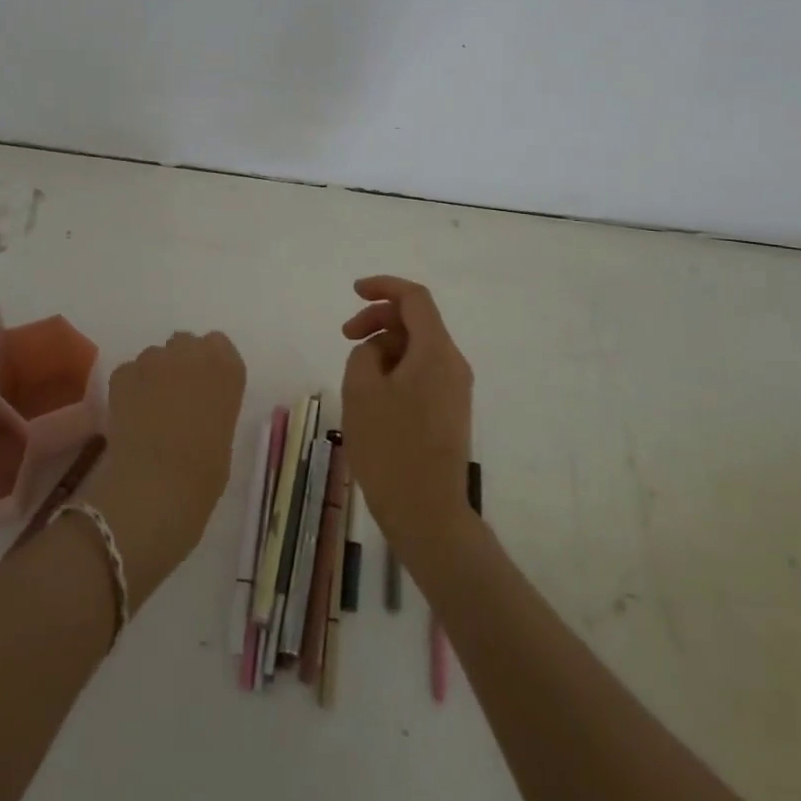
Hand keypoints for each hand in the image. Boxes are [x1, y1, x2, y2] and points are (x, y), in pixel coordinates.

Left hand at [83, 332, 245, 608]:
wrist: (157, 487)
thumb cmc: (204, 474)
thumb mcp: (223, 435)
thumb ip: (212, 408)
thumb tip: (196, 408)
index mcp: (227, 368)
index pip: (218, 344)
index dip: (208, 364)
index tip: (205, 387)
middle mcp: (192, 353)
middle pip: (184, 343)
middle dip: (179, 363)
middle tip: (175, 397)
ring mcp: (154, 360)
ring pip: (153, 356)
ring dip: (152, 375)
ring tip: (148, 410)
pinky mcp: (122, 375)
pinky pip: (128, 373)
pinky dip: (128, 389)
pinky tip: (128, 416)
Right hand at [340, 276, 473, 565]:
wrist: (428, 514)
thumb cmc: (390, 448)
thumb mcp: (361, 391)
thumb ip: (364, 353)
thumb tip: (376, 351)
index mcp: (436, 352)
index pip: (415, 298)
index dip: (384, 286)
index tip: (353, 291)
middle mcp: (453, 364)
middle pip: (416, 321)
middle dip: (378, 320)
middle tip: (344, 337)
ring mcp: (455, 390)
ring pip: (417, 348)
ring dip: (384, 347)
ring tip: (355, 378)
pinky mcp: (450, 412)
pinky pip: (422, 373)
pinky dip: (396, 369)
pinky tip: (373, 396)